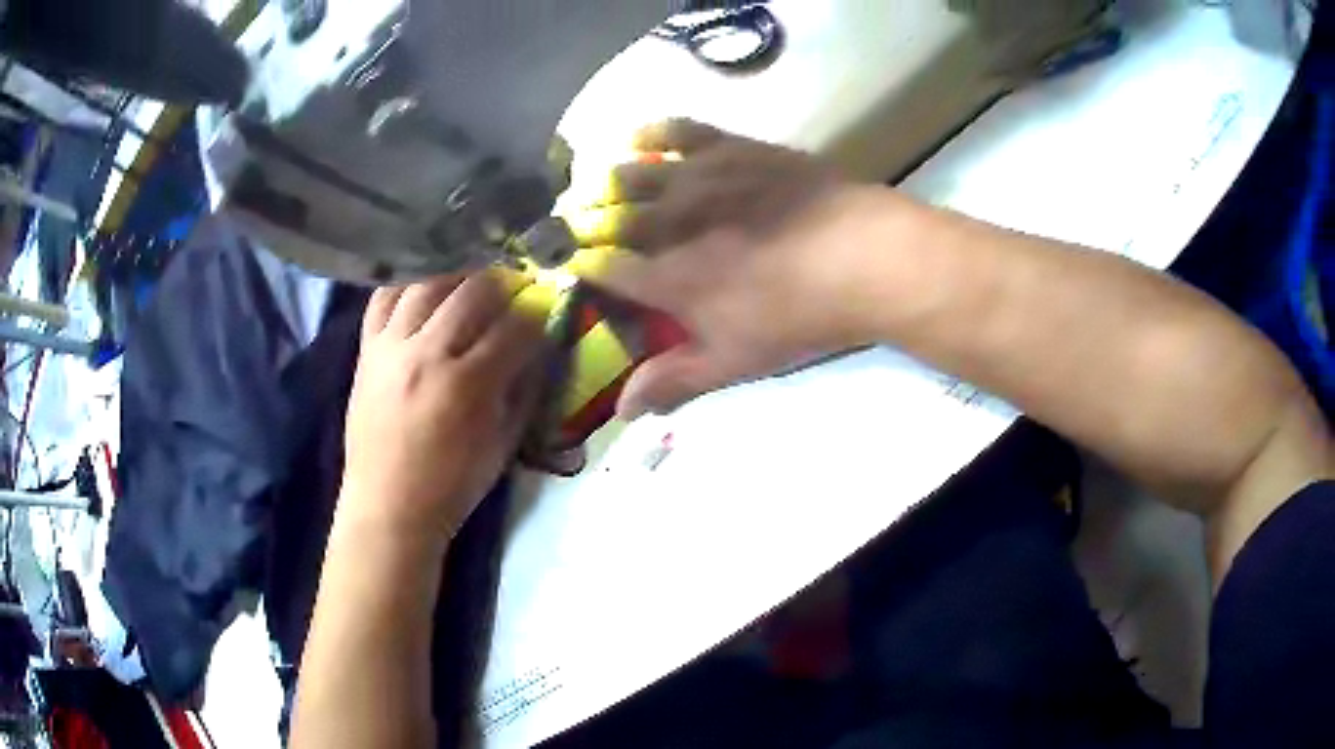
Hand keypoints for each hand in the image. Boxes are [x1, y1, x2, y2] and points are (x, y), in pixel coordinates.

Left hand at [340, 272, 546, 541]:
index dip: (536, 316)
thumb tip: (538, 348)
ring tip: (468, 284)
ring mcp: (391, 347)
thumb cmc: (452, 485)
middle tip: (511, 292)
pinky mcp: (366, 349)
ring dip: (456, 276)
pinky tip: (422, 290)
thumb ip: (523, 389)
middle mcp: (428, 354)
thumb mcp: (503, 444)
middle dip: (502, 284)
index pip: (515, 327)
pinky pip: (383, 298)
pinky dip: (406, 286)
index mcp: (468, 385)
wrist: (389, 505)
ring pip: (427, 282)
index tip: (542, 316)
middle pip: (473, 290)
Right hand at [566, 119, 900, 417]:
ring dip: (605, 181)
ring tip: (596, 186)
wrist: (864, 257)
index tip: (571, 265)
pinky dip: (651, 133)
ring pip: (632, 172)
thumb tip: (623, 411)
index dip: (581, 266)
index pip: (603, 269)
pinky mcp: (732, 148)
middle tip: (573, 223)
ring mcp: (699, 178)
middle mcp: (669, 221)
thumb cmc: (798, 316)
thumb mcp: (735, 361)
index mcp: (666, 277)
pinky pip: (679, 131)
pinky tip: (637, 136)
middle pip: (607, 216)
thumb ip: (675, 382)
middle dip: (582, 221)